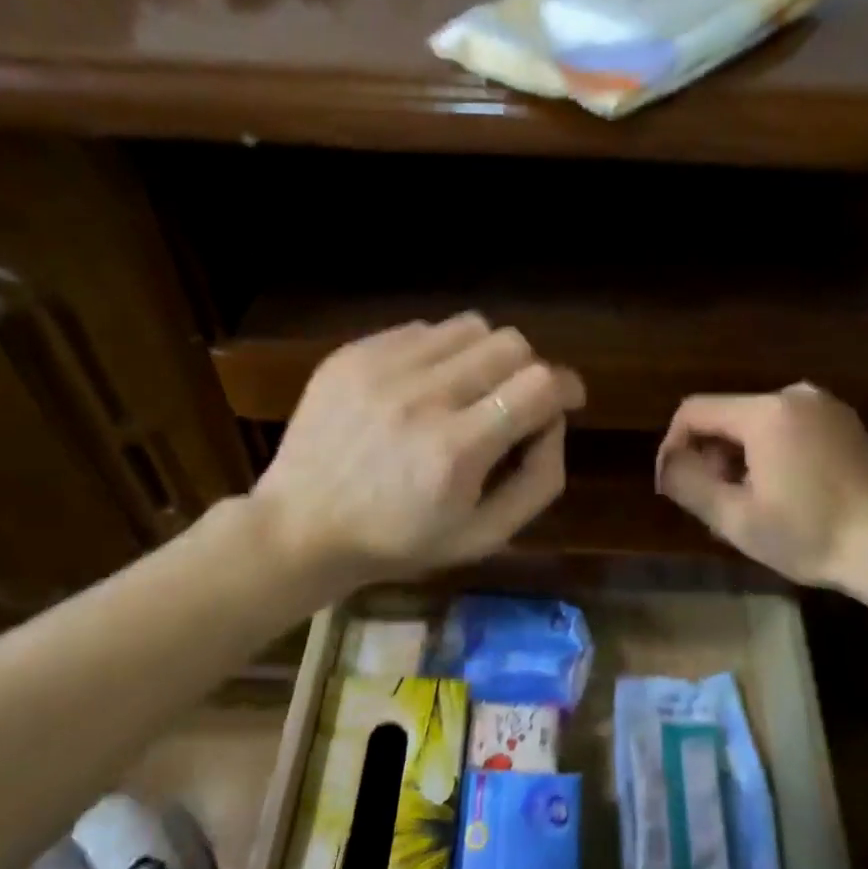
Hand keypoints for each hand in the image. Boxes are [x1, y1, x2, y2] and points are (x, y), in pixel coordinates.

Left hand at [252, 314, 584, 584]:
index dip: (567, 386)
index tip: (567, 400)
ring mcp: (382, 368)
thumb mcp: (483, 537)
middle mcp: (422, 397)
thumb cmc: (398, 541)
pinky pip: (424, 330)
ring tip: (471, 388)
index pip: (539, 385)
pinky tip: (426, 385)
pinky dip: (442, 352)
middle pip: (510, 344)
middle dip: (530, 370)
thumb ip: (538, 482)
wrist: (300, 525)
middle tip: (516, 400)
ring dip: (487, 355)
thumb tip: (555, 423)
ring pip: (470, 327)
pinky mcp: (353, 353)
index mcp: (456, 450)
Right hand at [655, 383, 867, 593]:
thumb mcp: (735, 518)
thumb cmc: (809, 536)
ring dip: (738, 455)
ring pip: (755, 421)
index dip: (673, 445)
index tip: (672, 483)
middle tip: (714, 500)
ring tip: (747, 500)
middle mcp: (794, 395)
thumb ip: (688, 483)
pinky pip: (786, 426)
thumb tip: (667, 463)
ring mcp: (824, 406)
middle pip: (727, 415)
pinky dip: (769, 450)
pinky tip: (780, 488)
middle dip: (710, 454)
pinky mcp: (843, 421)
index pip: (695, 411)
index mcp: (766, 412)